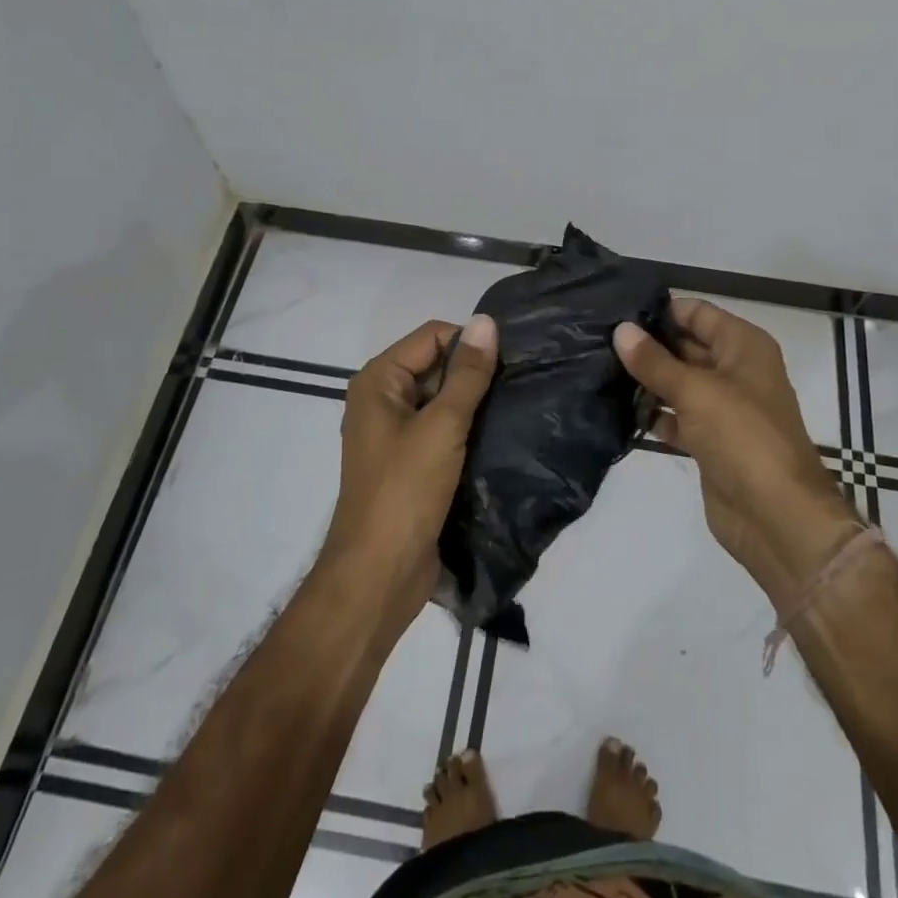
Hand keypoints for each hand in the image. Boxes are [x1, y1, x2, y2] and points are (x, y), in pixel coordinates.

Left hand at [325, 315, 498, 632]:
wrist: (379, 577)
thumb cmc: (405, 491)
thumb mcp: (443, 425)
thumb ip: (468, 373)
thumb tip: (487, 320)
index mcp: (378, 381)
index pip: (432, 336)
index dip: (469, 342)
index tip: (510, 359)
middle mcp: (383, 400)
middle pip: (436, 365)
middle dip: (474, 372)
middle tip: (519, 382)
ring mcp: (396, 433)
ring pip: (443, 399)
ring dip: (475, 402)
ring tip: (516, 405)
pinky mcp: (411, 463)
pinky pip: (443, 430)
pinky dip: (468, 428)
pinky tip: (501, 433)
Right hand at [614, 299, 859, 607]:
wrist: (777, 517)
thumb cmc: (742, 436)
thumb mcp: (696, 391)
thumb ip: (654, 361)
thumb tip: (621, 330)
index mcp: (744, 346)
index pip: (698, 313)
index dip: (661, 310)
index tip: (616, 311)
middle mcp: (736, 370)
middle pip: (687, 346)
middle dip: (648, 344)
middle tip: (599, 340)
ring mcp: (724, 408)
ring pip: (679, 383)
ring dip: (647, 380)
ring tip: (599, 369)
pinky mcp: (711, 441)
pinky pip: (677, 416)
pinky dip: (654, 414)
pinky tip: (619, 409)